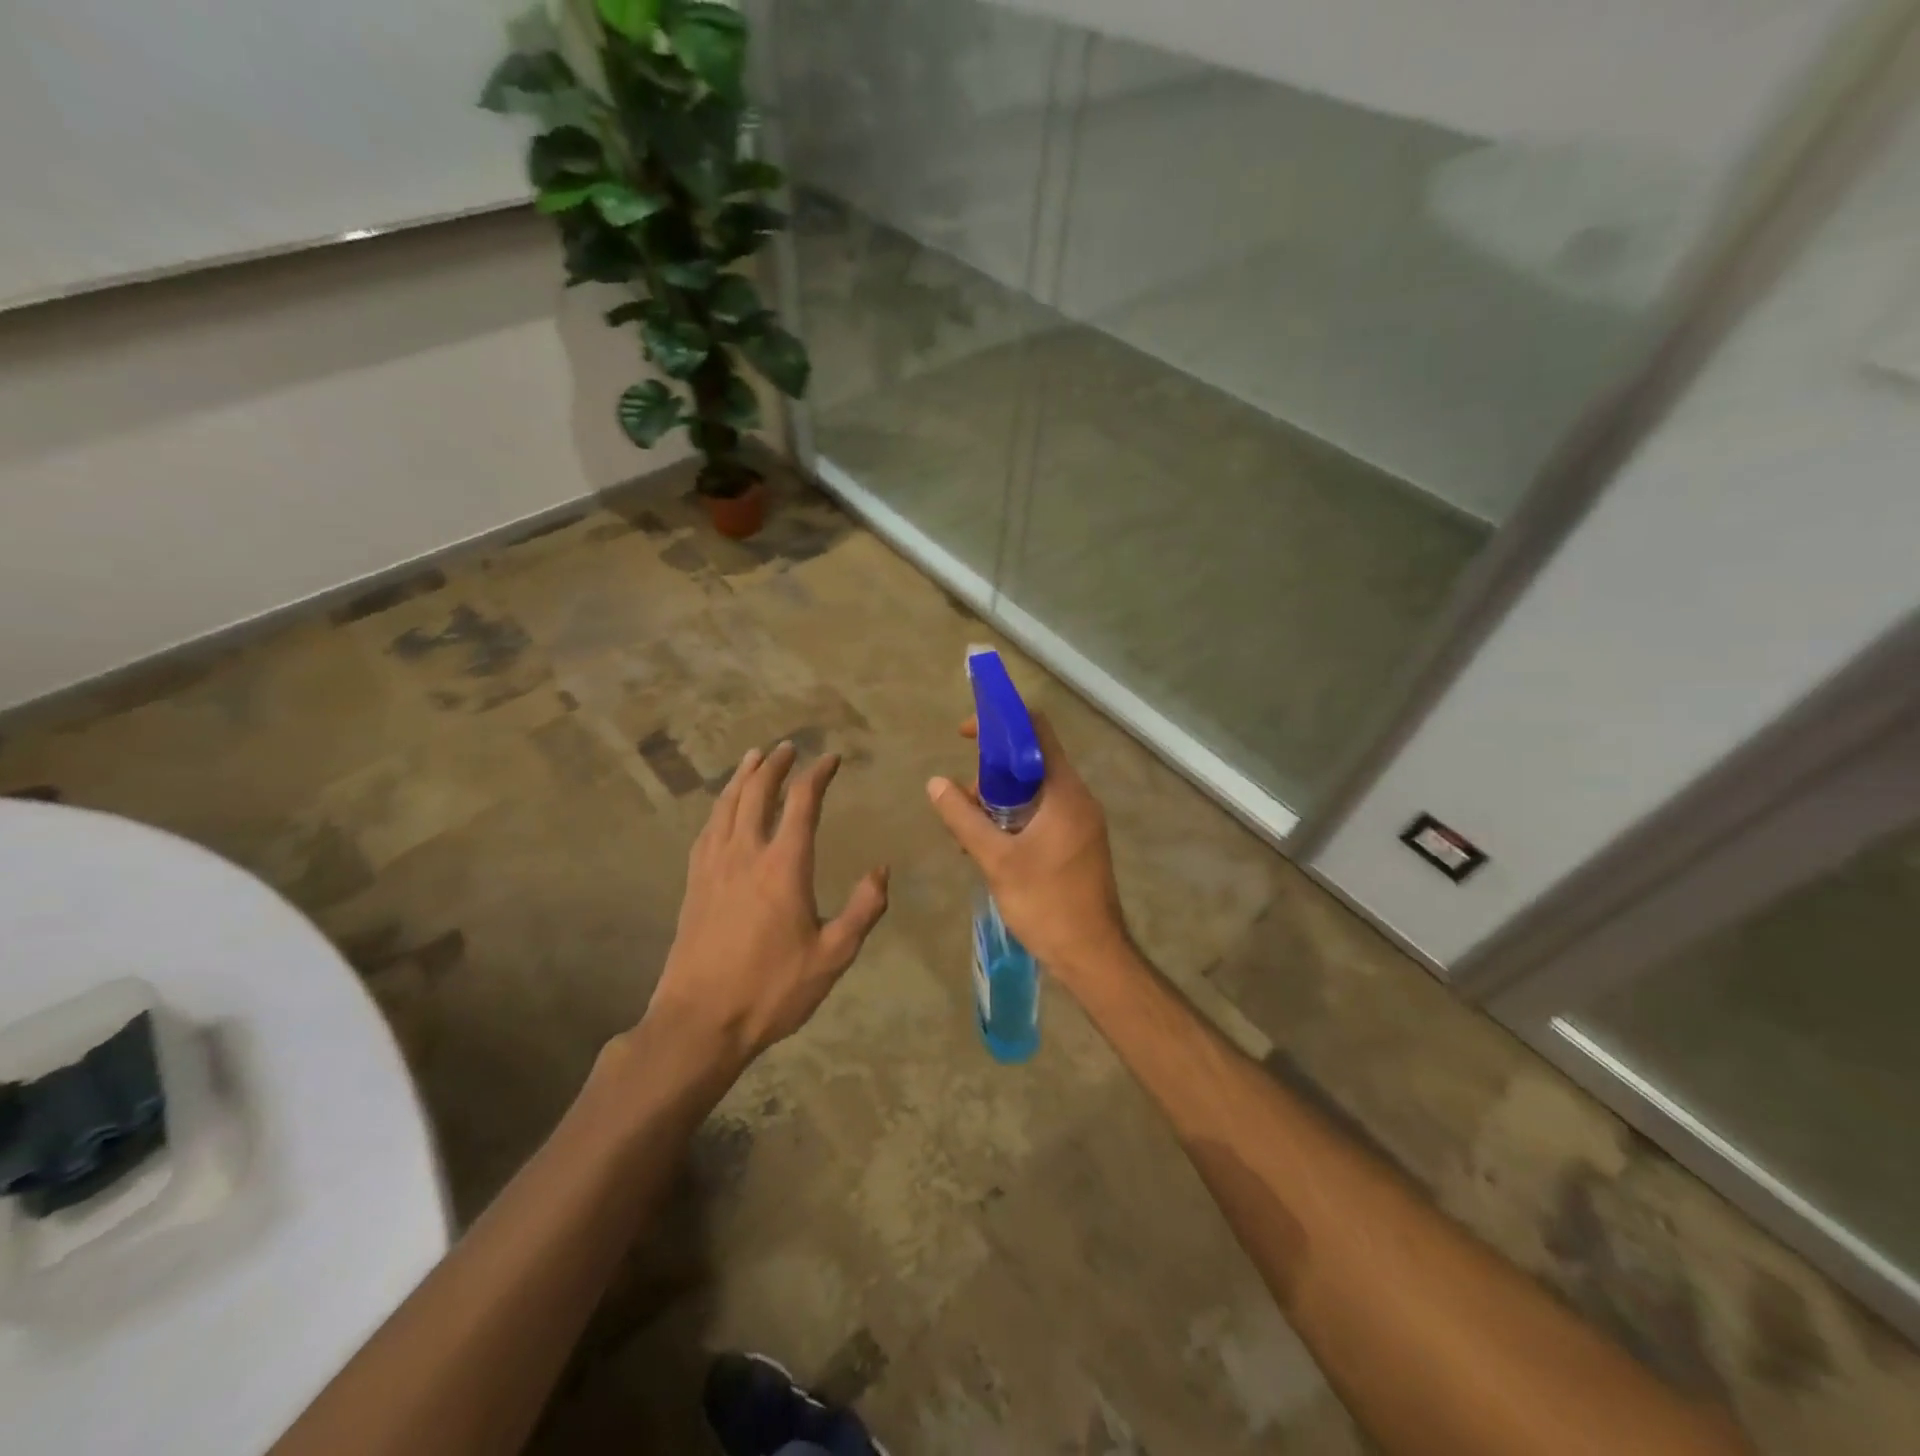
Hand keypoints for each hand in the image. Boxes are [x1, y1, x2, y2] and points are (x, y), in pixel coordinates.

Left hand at [645, 742, 888, 1067]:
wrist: (700, 1021)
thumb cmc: (772, 990)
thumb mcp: (833, 955)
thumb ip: (863, 909)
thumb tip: (881, 869)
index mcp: (783, 866)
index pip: (802, 803)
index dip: (818, 774)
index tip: (831, 758)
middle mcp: (746, 854)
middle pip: (757, 792)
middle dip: (775, 765)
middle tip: (789, 747)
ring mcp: (713, 866)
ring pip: (726, 805)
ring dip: (742, 777)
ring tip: (754, 758)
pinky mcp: (694, 884)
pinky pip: (707, 830)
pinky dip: (719, 807)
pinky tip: (722, 808)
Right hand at [925, 713, 1129, 990]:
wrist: (1092, 955)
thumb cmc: (1047, 903)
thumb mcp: (996, 860)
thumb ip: (964, 818)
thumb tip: (935, 783)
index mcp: (1065, 791)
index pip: (1036, 730)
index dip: (1000, 722)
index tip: (965, 736)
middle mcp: (1077, 798)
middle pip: (1031, 762)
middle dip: (991, 774)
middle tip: (964, 803)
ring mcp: (1080, 822)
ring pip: (1033, 792)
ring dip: (999, 802)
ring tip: (969, 835)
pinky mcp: (1077, 843)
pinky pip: (1041, 814)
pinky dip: (1014, 820)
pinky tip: (989, 849)